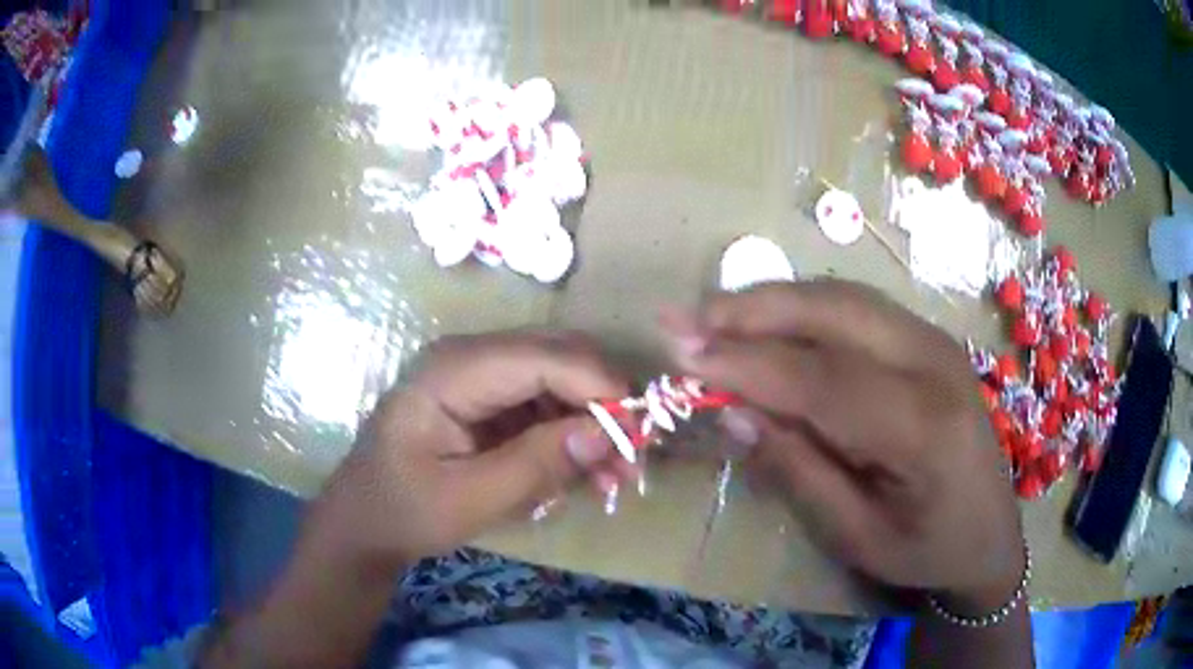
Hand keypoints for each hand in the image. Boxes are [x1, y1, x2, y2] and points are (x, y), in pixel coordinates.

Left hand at [331, 331, 631, 566]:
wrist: (364, 520)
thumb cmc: (403, 510)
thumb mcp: (469, 499)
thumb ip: (536, 464)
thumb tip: (606, 433)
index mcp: (453, 370)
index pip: (544, 357)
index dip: (599, 388)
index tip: (639, 435)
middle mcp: (469, 355)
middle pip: (558, 357)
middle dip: (602, 404)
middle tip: (631, 461)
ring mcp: (478, 373)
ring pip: (559, 378)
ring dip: (592, 422)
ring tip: (613, 476)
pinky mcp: (487, 397)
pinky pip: (543, 401)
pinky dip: (570, 433)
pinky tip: (582, 470)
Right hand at [663, 281, 1025, 611]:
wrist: (990, 534)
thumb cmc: (926, 550)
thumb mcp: (856, 536)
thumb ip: (798, 471)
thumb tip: (734, 412)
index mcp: (923, 427)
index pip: (822, 379)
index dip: (747, 364)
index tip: (682, 355)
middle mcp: (934, 364)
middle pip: (835, 313)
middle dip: (753, 310)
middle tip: (687, 319)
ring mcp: (935, 342)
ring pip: (844, 297)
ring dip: (774, 301)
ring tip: (715, 318)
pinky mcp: (928, 339)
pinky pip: (857, 307)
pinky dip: (805, 308)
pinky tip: (770, 323)